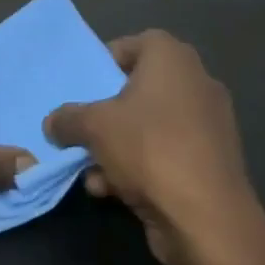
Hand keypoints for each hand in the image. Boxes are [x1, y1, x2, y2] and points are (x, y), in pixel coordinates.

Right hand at [45, 31, 264, 264]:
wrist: (208, 220)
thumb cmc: (149, 149)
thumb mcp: (93, 126)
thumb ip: (67, 119)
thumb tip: (52, 123)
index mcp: (173, 59)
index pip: (134, 44)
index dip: (105, 62)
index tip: (84, 86)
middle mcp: (196, 84)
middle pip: (139, 89)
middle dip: (108, 111)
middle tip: (84, 125)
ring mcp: (208, 126)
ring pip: (150, 126)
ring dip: (117, 145)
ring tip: (90, 169)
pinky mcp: (212, 164)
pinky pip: (166, 153)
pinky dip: (140, 167)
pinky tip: (111, 190)